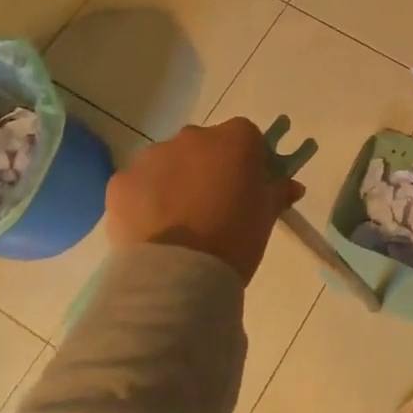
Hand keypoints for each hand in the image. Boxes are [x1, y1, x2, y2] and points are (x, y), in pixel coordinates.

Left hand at [102, 117, 304, 282]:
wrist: (178, 276)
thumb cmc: (235, 239)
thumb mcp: (267, 216)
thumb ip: (278, 192)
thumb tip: (291, 186)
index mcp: (235, 139)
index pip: (246, 137)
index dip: (247, 159)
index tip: (246, 185)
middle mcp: (193, 137)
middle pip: (204, 145)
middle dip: (207, 167)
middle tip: (211, 205)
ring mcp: (153, 156)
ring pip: (168, 162)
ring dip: (174, 181)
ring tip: (177, 221)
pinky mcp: (120, 181)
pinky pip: (137, 184)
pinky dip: (143, 199)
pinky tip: (151, 229)